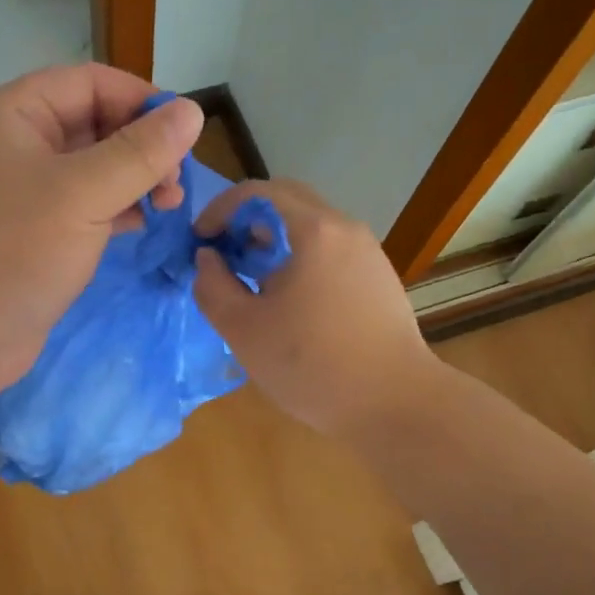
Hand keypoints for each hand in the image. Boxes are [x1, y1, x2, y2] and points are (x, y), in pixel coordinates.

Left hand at [0, 65, 203, 409]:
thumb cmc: (14, 254)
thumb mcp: (83, 195)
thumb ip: (140, 153)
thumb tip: (192, 111)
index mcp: (13, 115)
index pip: (89, 82)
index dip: (141, 100)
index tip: (185, 135)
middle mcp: (17, 145)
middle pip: (94, 124)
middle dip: (142, 147)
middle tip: (177, 184)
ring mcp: (25, 193)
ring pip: (94, 169)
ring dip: (135, 181)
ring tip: (169, 206)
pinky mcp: (35, 234)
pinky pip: (85, 206)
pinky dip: (117, 210)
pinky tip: (143, 225)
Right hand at [193, 179, 442, 436]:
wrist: (395, 403)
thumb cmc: (312, 366)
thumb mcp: (244, 330)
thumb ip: (213, 286)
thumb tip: (207, 258)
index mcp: (314, 231)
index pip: (258, 192)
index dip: (219, 209)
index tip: (199, 241)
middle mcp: (346, 229)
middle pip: (288, 202)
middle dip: (247, 221)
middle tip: (223, 256)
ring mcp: (368, 253)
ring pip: (312, 228)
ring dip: (274, 242)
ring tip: (252, 283)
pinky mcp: (379, 279)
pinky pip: (331, 252)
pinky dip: (300, 260)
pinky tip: (290, 303)